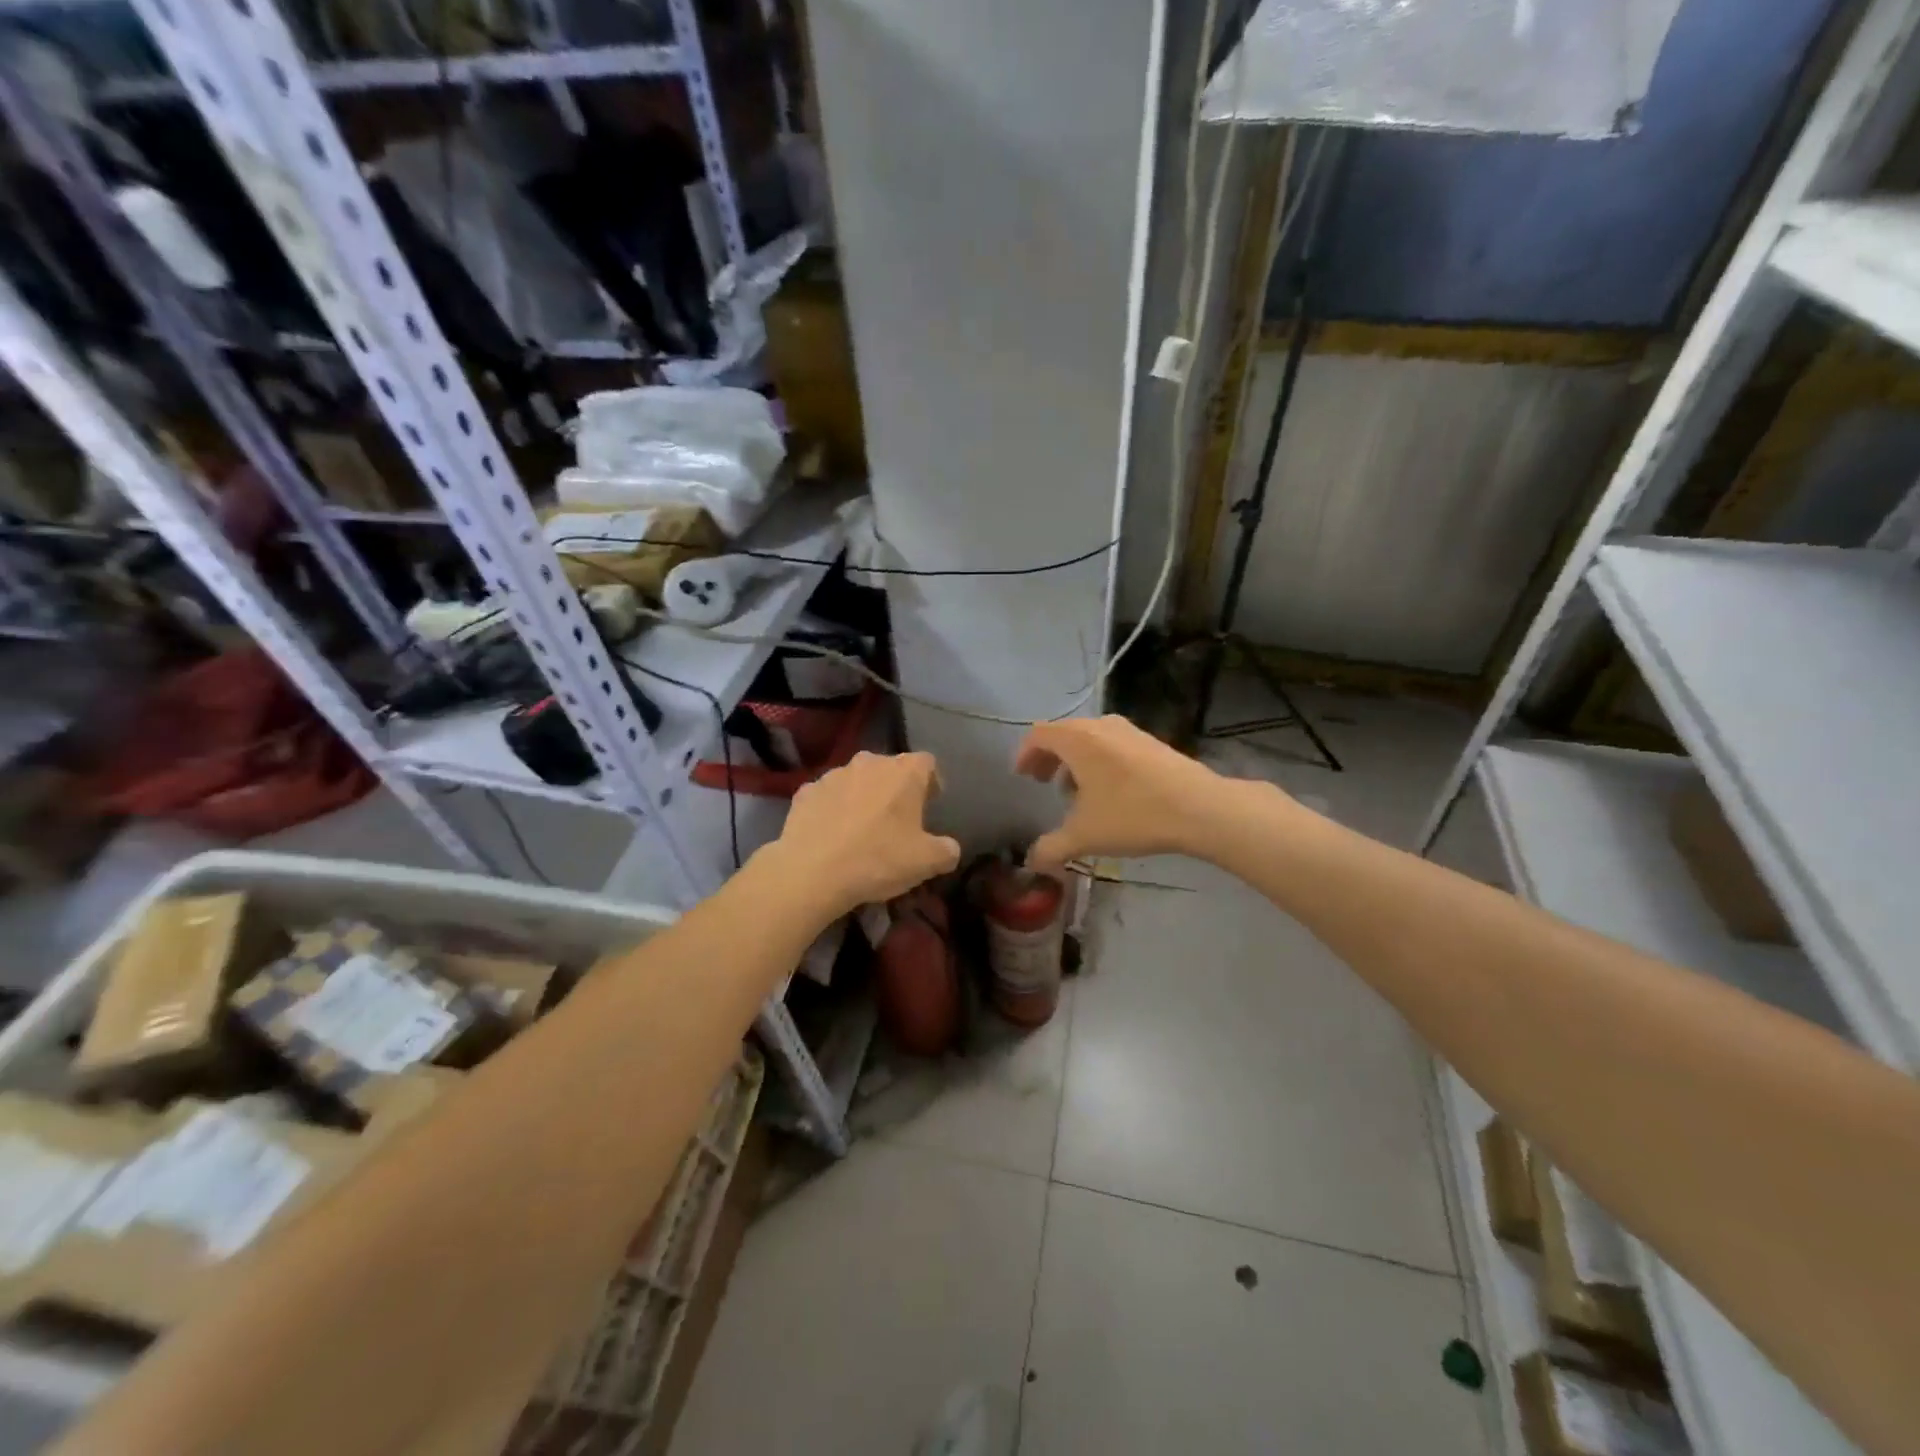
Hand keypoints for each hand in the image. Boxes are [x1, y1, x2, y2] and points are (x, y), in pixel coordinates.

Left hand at [764, 751, 961, 917]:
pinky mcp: (805, 792)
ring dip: (863, 797)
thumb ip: (946, 851)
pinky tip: (832, 835)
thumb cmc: (878, 859)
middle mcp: (869, 762)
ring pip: (856, 780)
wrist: (812, 871)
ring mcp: (833, 774)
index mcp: (904, 772)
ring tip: (861, 829)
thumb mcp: (926, 862)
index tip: (930, 805)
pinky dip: (833, 809)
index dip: (932, 782)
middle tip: (897, 820)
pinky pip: (827, 796)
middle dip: (895, 789)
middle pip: (890, 768)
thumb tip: (949, 849)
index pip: (927, 763)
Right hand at [1015, 715, 1233, 873]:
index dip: (1025, 754)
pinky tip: (1109, 793)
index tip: (1022, 776)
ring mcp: (1130, 731)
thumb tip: (1030, 861)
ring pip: (1090, 739)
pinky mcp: (1152, 742)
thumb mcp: (1084, 836)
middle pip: (1064, 734)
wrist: (1199, 807)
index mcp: (1077, 739)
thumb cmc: (1132, 814)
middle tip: (1043, 783)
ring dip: (1075, 761)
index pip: (1039, 735)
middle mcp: (1100, 726)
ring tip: (1075, 793)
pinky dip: (1099, 762)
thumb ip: (1051, 848)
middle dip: (1049, 758)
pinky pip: (1112, 745)